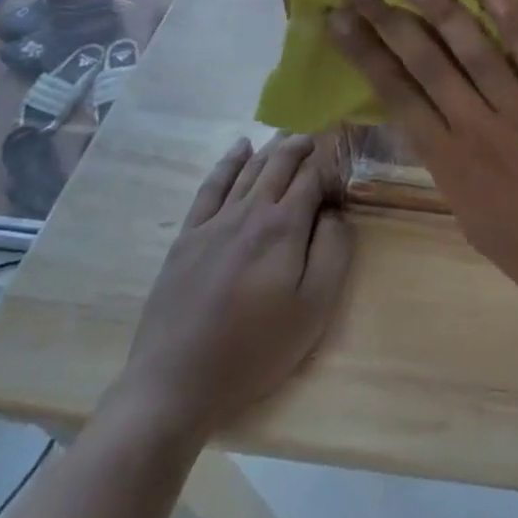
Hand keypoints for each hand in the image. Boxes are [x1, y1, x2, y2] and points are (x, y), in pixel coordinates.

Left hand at [108, 135, 352, 446]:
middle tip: (317, 137)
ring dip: (271, 148)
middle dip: (301, 147)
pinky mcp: (188, 236)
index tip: (341, 174)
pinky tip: (239, 148)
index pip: (312, 178)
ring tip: (288, 135)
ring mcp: (214, 221)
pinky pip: (211, 186)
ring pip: (249, 169)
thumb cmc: (255, 348)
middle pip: (279, 164)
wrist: (176, 382)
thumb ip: (333, 251)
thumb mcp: (314, 308)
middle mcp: (250, 211)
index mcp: (284, 226)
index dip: (329, 169)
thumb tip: (336, 213)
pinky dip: (228, 162)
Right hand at [330, 0, 517, 324]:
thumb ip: (448, 161)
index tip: (338, 18)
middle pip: (426, 67)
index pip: (397, 97)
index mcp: (448, 165)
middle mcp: (477, 134)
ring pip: (474, 55)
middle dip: (390, 20)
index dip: (365, 54)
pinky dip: (516, 26)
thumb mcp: (470, 212)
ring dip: (441, 10)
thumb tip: (428, 115)